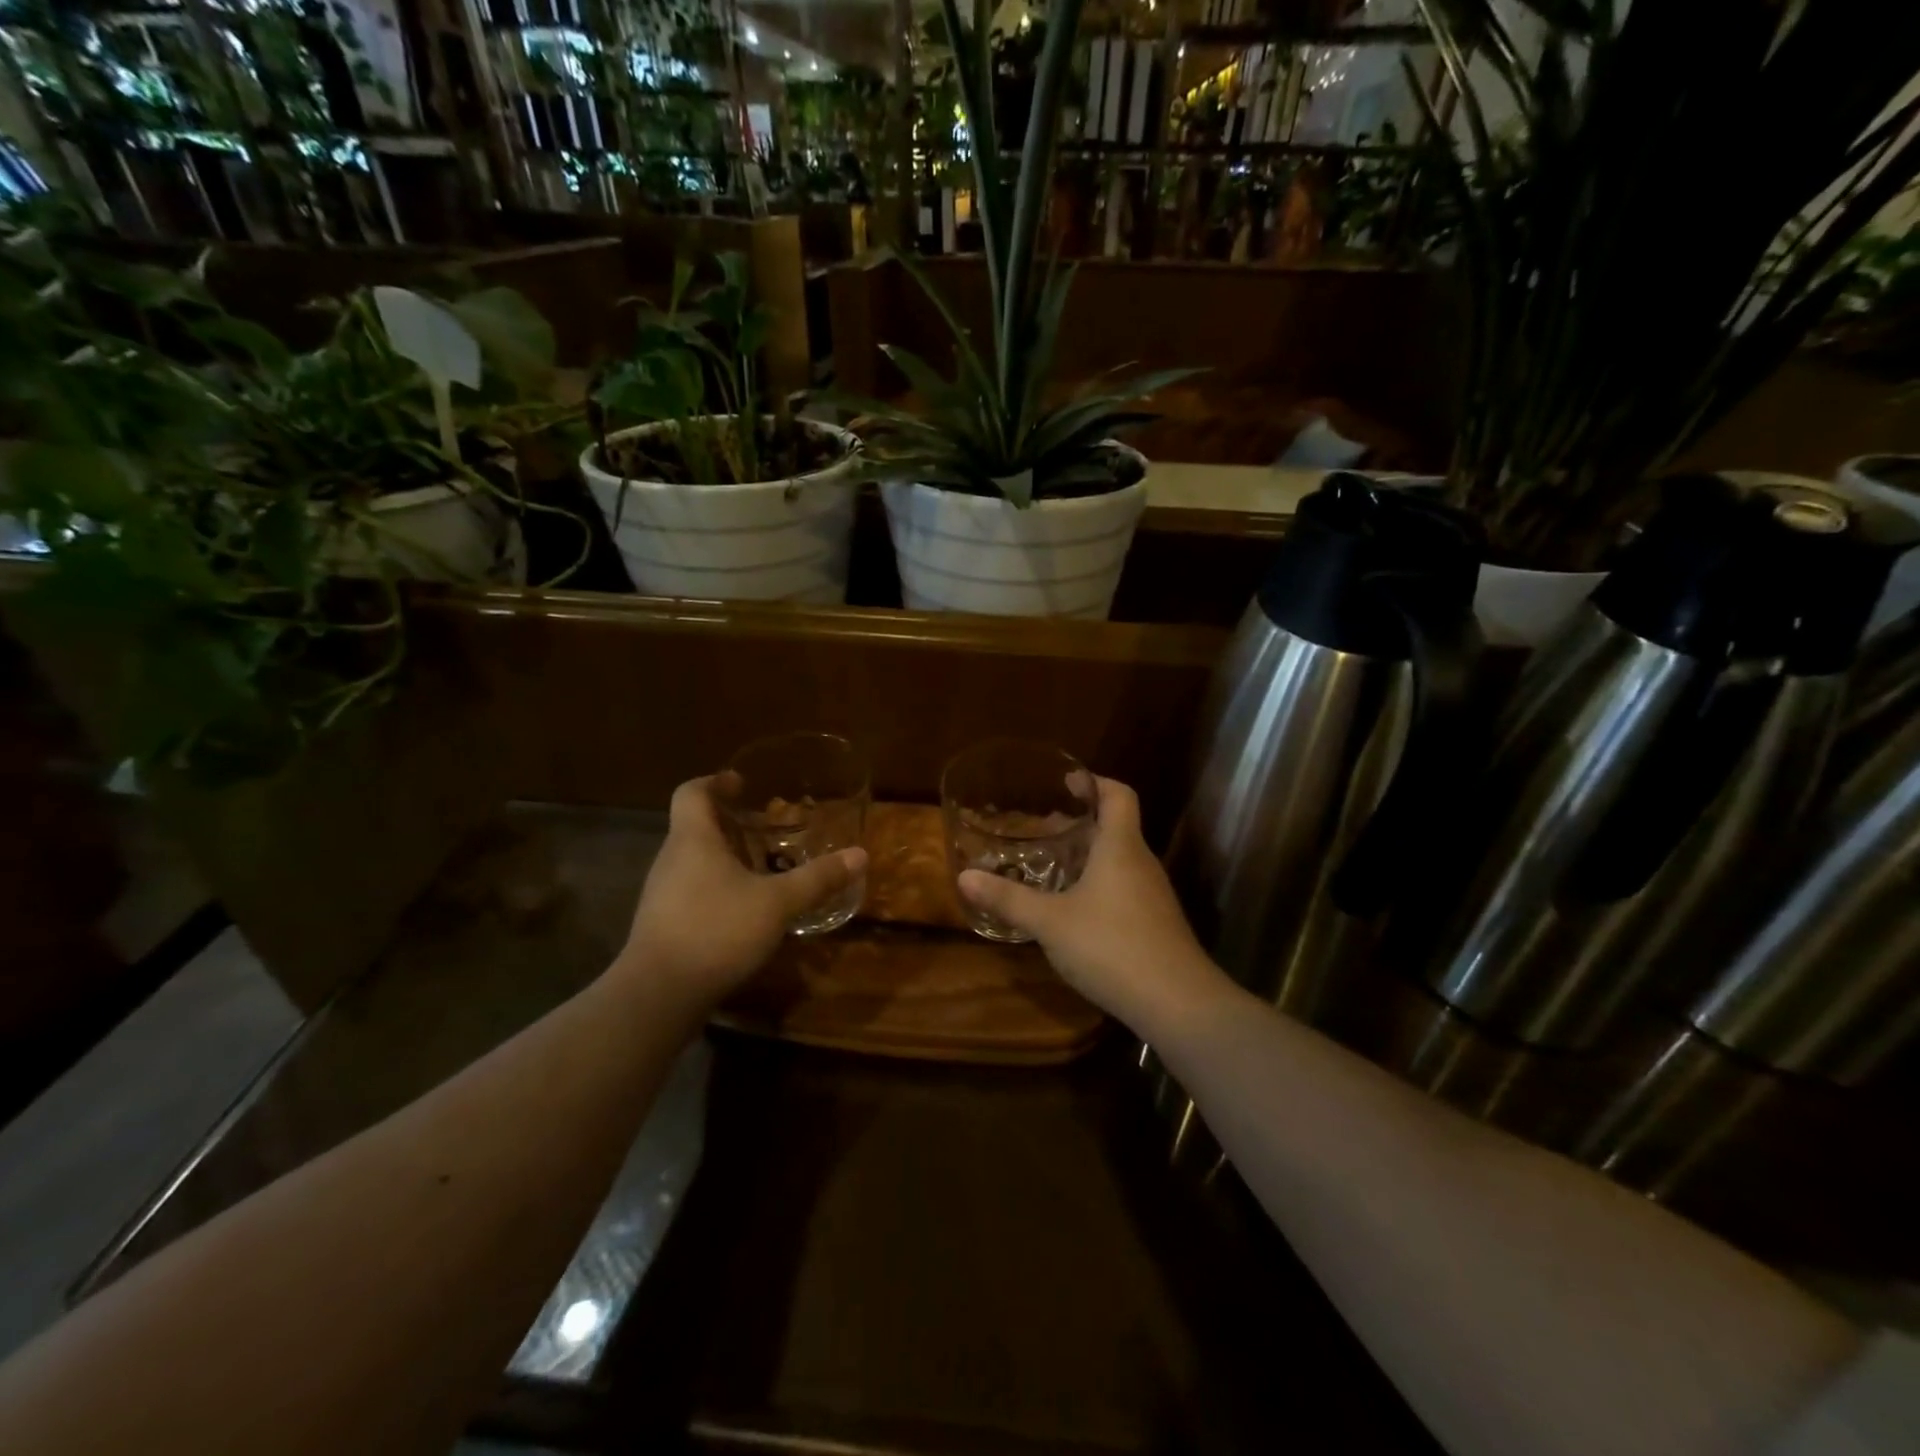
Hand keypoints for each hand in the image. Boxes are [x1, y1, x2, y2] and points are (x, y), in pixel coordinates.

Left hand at [616, 776, 866, 1007]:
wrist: (658, 995)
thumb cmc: (716, 930)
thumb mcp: (777, 903)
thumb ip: (817, 878)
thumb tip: (860, 855)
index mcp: (693, 839)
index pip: (692, 792)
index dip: (715, 781)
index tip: (741, 783)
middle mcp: (672, 859)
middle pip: (695, 826)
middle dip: (730, 823)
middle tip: (767, 828)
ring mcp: (662, 893)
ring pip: (694, 860)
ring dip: (725, 857)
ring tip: (763, 867)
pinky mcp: (663, 924)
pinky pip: (692, 890)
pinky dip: (718, 887)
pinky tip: (745, 909)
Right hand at [957, 776, 1228, 1036]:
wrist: (1177, 1003)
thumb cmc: (1112, 946)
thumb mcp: (1051, 922)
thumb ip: (1009, 899)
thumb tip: (964, 877)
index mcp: (1121, 847)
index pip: (1118, 795)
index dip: (1094, 782)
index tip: (1067, 782)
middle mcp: (1141, 862)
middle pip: (1116, 827)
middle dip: (1080, 823)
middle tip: (1043, 828)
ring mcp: (1153, 895)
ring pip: (1120, 860)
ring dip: (1089, 855)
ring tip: (1053, 867)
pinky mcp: (1156, 923)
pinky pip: (1124, 887)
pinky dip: (1099, 884)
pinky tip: (1075, 910)